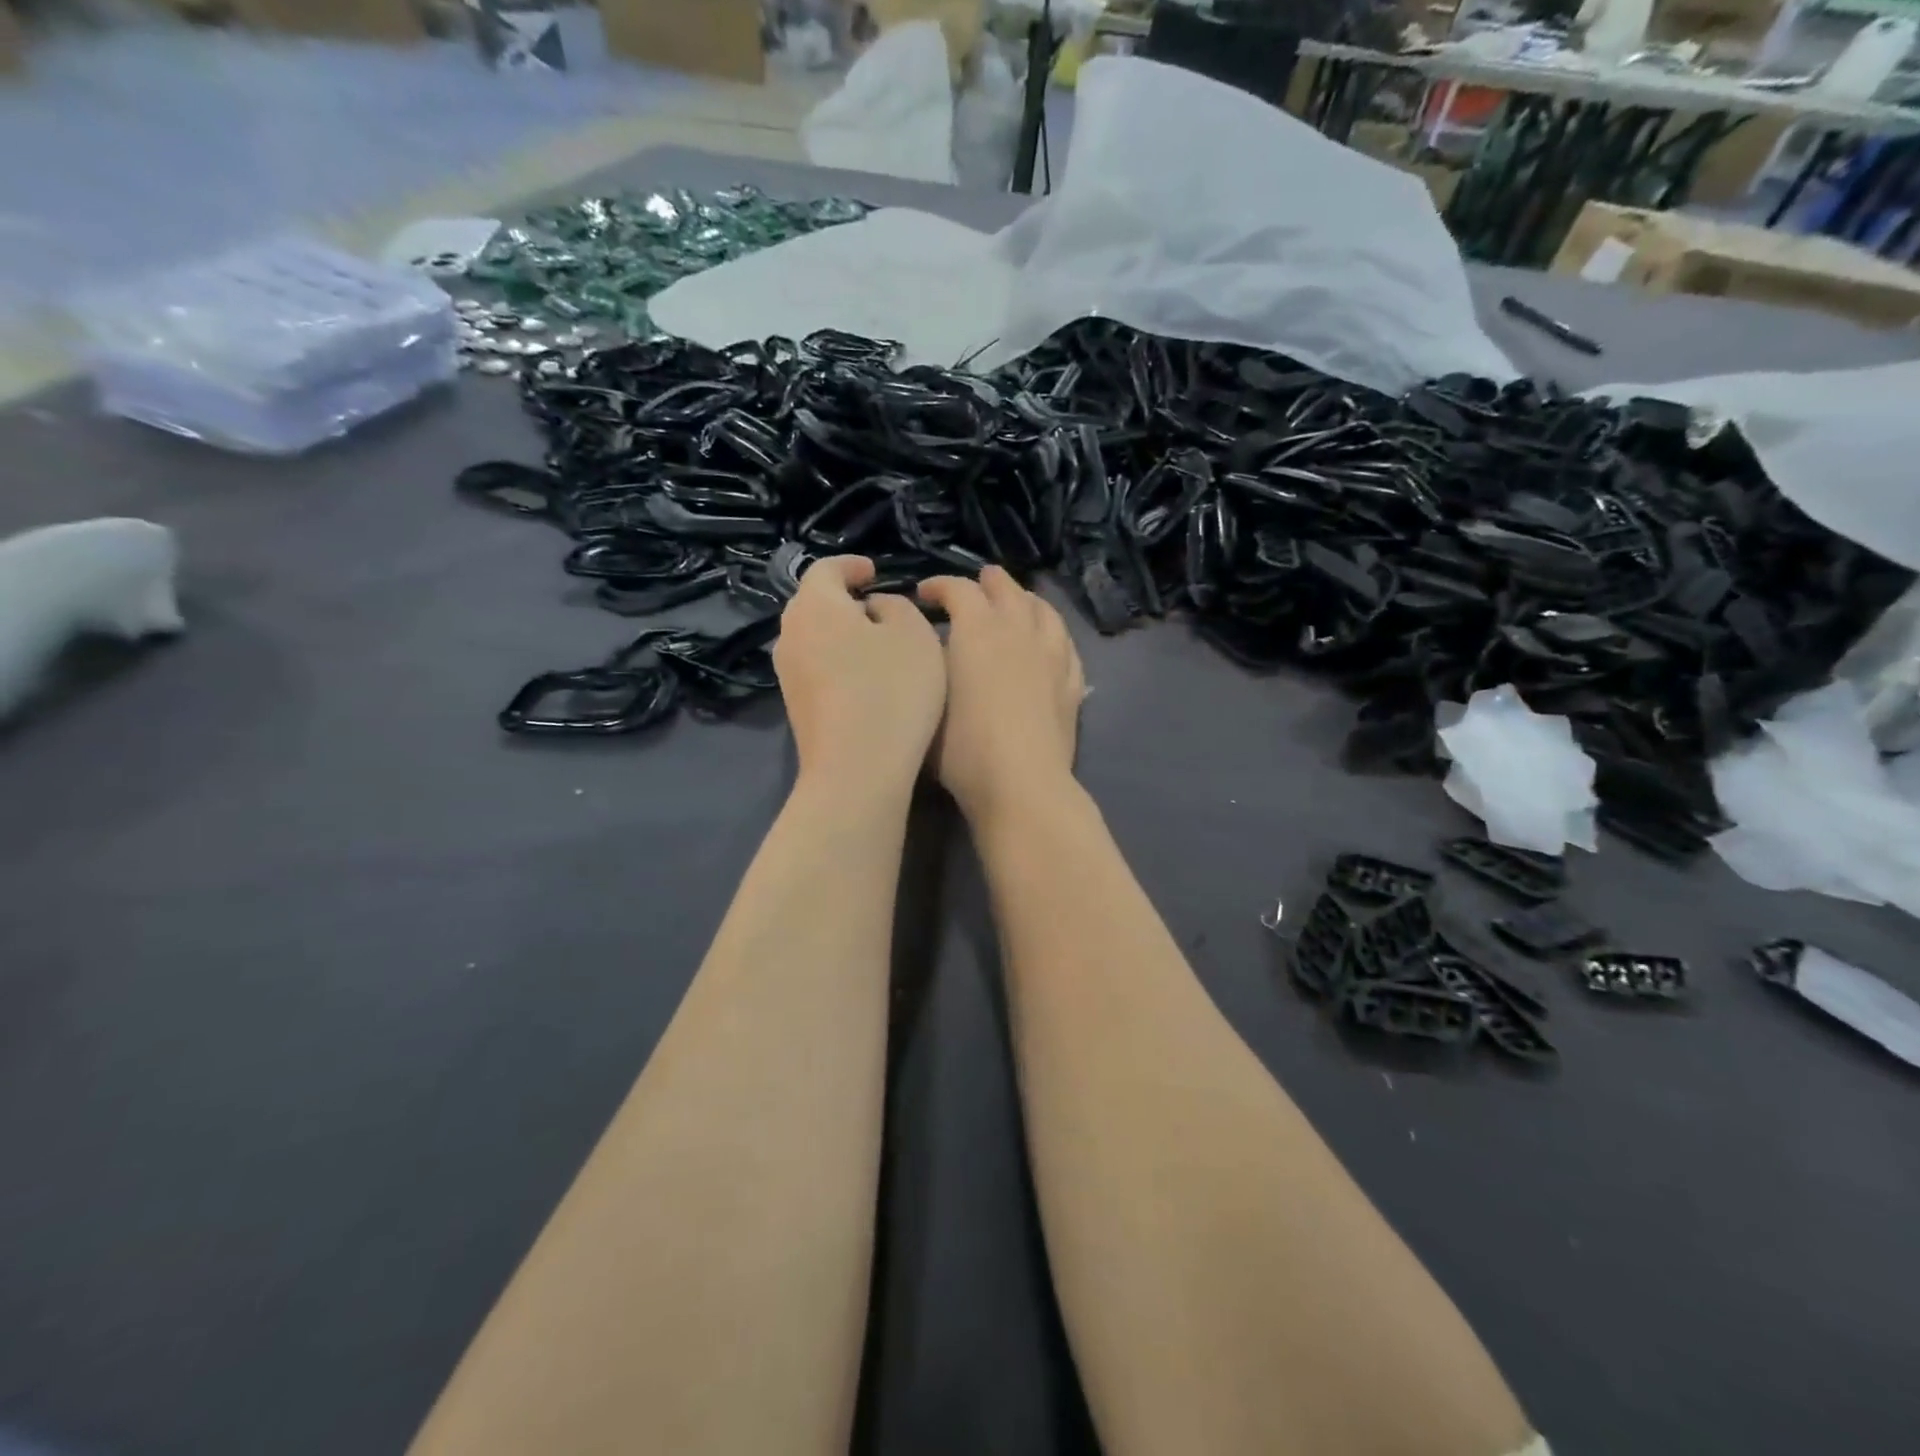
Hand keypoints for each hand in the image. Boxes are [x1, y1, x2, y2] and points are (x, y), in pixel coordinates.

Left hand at [774, 556, 946, 801]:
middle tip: (876, 605)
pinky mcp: (795, 707)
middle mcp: (790, 633)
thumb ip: (895, 606)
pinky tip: (864, 679)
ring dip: (840, 633)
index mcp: (815, 605)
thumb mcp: (914, 633)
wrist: (856, 769)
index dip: (852, 565)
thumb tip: (873, 609)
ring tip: (874, 643)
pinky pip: (816, 667)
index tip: (875, 571)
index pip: (826, 568)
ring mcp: (787, 674)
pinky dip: (837, 661)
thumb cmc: (891, 689)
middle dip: (843, 599)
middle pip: (813, 603)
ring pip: (813, 637)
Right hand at [918, 567, 1084, 824]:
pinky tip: (1050, 643)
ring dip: (1026, 600)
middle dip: (988, 582)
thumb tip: (932, 648)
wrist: (1020, 783)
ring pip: (1044, 611)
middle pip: (1007, 590)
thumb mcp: (929, 700)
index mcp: (978, 630)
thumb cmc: (962, 747)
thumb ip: (929, 665)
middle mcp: (1019, 632)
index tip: (924, 594)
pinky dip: (1054, 635)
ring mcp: (1052, 656)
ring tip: (1018, 603)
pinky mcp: (1072, 684)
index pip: (958, 589)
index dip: (939, 585)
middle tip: (977, 584)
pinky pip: (1066, 646)